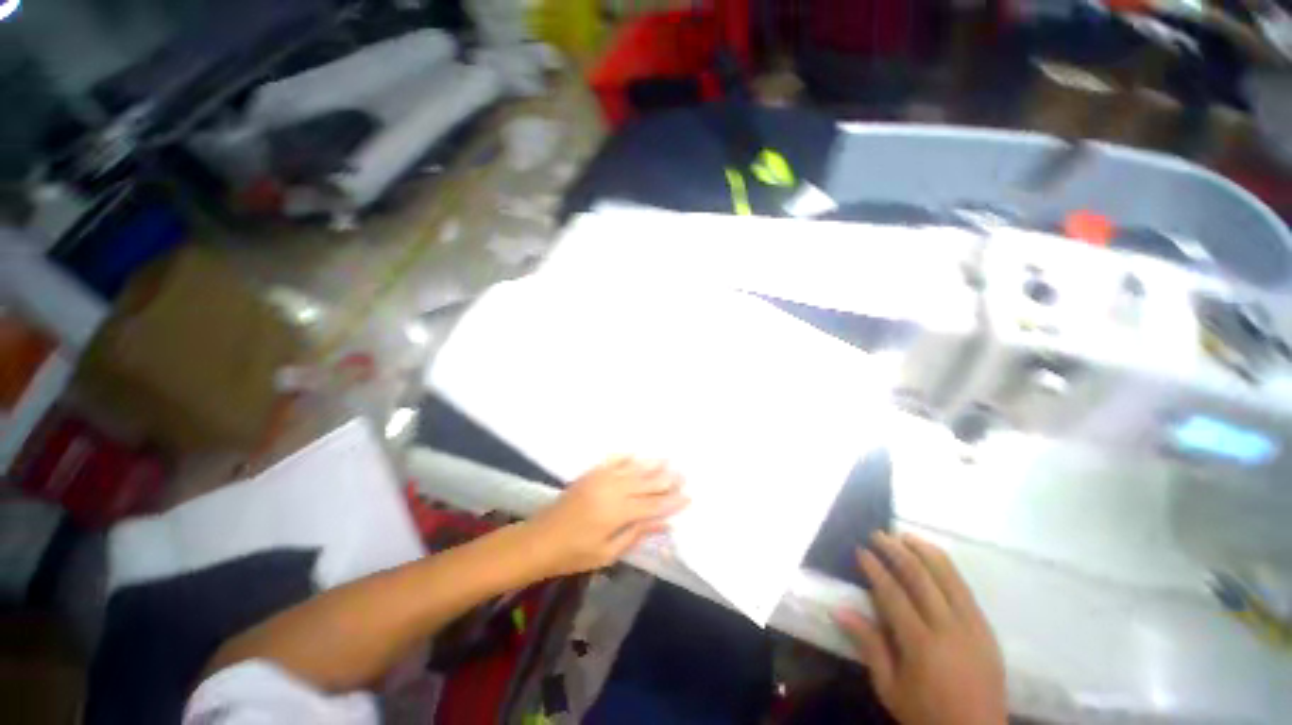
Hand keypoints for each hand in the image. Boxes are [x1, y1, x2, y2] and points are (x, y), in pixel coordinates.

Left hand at [523, 457, 688, 577]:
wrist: (538, 540)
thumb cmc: (573, 554)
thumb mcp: (608, 553)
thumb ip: (636, 534)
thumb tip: (664, 524)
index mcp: (618, 513)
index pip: (653, 505)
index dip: (671, 501)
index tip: (688, 496)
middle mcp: (613, 490)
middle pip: (646, 483)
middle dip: (667, 479)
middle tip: (684, 473)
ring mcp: (601, 479)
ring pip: (633, 469)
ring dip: (652, 465)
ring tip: (668, 459)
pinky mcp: (590, 475)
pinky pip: (613, 461)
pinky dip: (627, 457)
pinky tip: (637, 454)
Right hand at [835, 531, 1005, 724]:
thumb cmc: (926, 714)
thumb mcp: (890, 688)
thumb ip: (868, 645)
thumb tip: (839, 609)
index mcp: (921, 645)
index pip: (893, 594)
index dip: (875, 568)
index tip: (860, 550)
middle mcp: (949, 629)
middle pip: (921, 578)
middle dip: (896, 551)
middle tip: (878, 534)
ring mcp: (973, 627)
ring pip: (949, 576)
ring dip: (924, 551)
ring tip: (905, 535)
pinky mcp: (987, 629)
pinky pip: (966, 589)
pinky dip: (947, 568)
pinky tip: (934, 559)